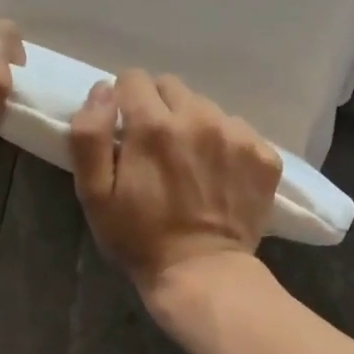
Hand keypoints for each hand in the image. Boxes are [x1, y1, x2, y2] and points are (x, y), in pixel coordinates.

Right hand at [69, 70, 281, 296]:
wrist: (203, 274)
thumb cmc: (139, 238)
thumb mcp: (93, 194)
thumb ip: (89, 135)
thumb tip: (102, 90)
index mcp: (154, 125)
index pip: (134, 79)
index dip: (125, 102)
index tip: (126, 131)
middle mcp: (199, 118)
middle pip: (172, 87)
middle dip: (159, 109)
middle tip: (157, 149)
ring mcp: (237, 135)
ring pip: (206, 107)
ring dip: (193, 125)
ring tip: (190, 164)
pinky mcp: (264, 154)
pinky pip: (238, 130)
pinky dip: (226, 145)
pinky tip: (219, 176)